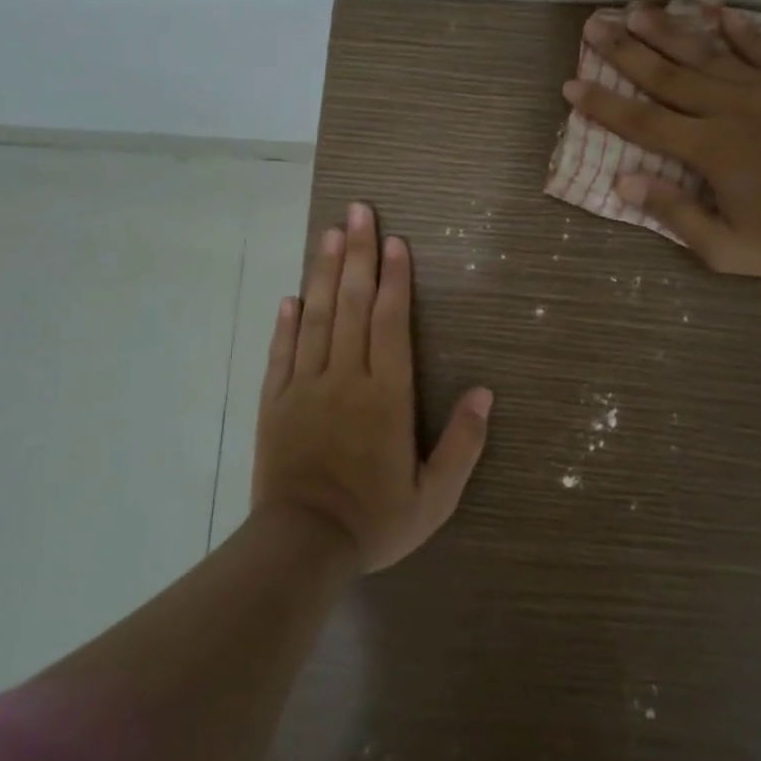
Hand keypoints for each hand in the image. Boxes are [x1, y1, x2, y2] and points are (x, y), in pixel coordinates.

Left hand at [253, 202, 493, 571]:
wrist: (301, 548)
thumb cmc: (375, 520)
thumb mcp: (434, 495)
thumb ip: (463, 443)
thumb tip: (486, 393)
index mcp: (385, 395)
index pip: (391, 323)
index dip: (396, 279)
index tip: (396, 241)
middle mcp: (345, 378)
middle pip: (352, 305)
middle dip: (359, 255)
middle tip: (358, 212)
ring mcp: (305, 387)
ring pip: (316, 318)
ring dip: (325, 273)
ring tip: (329, 234)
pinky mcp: (275, 403)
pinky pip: (282, 353)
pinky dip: (287, 322)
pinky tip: (292, 296)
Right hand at [565, 3, 760, 277]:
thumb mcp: (724, 248)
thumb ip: (674, 214)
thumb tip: (624, 182)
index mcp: (710, 150)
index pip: (643, 122)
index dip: (604, 105)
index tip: (571, 85)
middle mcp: (731, 110)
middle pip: (668, 76)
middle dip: (625, 50)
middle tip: (594, 25)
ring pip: (707, 54)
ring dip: (669, 31)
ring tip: (637, 10)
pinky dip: (738, 27)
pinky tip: (714, 9)